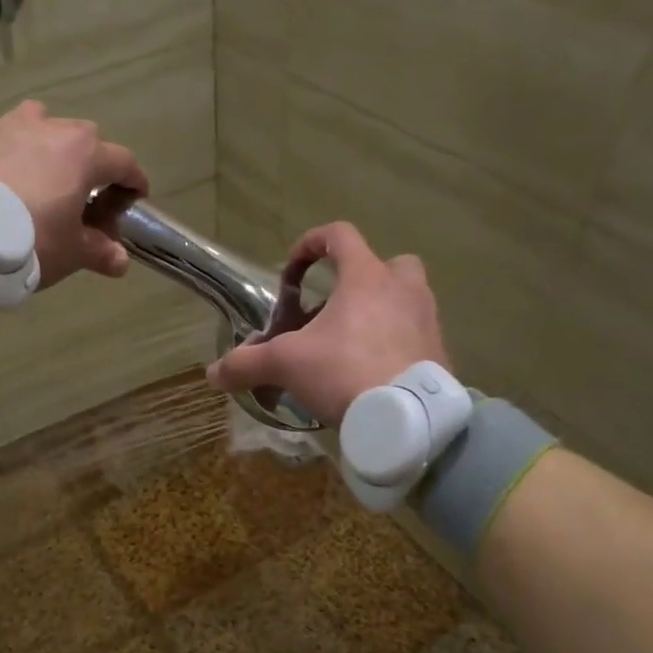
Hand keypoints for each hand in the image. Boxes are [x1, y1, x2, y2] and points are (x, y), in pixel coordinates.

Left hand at [0, 101, 147, 286]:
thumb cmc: (30, 241)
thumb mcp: (72, 253)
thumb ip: (100, 252)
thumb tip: (121, 260)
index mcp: (84, 153)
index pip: (124, 162)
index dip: (133, 182)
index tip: (133, 199)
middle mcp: (50, 127)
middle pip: (83, 140)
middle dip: (89, 165)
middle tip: (82, 198)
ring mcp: (8, 124)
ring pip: (39, 124)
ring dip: (45, 145)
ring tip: (37, 175)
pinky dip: (2, 146)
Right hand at [206, 221, 448, 425]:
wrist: (406, 418)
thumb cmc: (344, 372)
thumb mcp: (285, 365)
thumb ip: (246, 364)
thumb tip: (212, 374)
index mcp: (365, 277)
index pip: (340, 235)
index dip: (310, 244)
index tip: (291, 272)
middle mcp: (403, 289)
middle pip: (389, 263)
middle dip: (363, 278)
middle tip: (336, 308)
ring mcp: (427, 320)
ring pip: (407, 299)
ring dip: (382, 311)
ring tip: (352, 344)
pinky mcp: (440, 353)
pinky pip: (416, 336)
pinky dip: (396, 345)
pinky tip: (373, 372)